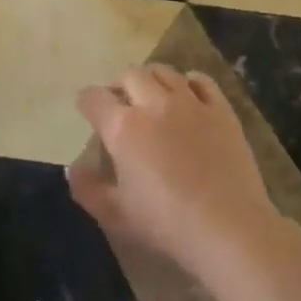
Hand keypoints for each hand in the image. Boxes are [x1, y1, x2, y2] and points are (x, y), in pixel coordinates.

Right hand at [68, 64, 280, 279]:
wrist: (229, 229)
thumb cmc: (167, 224)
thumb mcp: (116, 215)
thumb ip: (88, 190)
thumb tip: (71, 170)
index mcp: (123, 128)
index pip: (94, 98)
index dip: (87, 102)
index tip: (88, 111)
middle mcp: (153, 103)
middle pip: (129, 74)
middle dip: (120, 86)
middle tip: (122, 105)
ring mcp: (190, 102)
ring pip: (163, 71)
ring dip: (151, 80)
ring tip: (152, 97)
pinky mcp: (220, 109)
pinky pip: (201, 80)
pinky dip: (189, 82)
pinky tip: (188, 96)